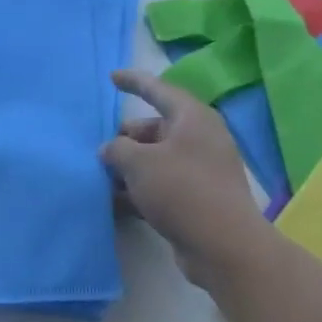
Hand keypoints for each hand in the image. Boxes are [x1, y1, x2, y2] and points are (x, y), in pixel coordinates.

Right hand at [101, 69, 266, 285]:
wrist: (222, 244)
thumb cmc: (181, 190)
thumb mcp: (139, 163)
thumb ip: (116, 149)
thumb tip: (109, 150)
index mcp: (193, 118)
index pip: (159, 90)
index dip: (134, 82)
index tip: (112, 77)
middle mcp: (199, 139)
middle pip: (154, 129)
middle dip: (125, 139)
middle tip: (100, 153)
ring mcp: (199, 170)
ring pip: (155, 160)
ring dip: (128, 168)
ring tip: (101, 179)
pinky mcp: (195, 198)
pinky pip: (160, 185)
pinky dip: (139, 190)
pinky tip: (115, 203)